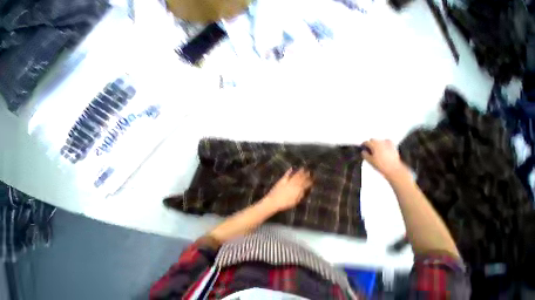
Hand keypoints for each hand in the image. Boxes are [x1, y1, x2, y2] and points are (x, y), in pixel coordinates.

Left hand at [262, 168, 312, 212]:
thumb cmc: (285, 204)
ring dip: (300, 171)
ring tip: (303, 168)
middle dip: (306, 174)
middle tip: (310, 171)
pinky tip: (292, 168)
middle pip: (301, 178)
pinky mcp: (282, 179)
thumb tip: (305, 189)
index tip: (313, 178)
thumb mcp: (295, 201)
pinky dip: (290, 171)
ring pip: (295, 175)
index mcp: (298, 189)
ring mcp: (288, 181)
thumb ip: (301, 195)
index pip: (306, 184)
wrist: (273, 201)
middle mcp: (294, 183)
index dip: (310, 181)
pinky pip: (287, 174)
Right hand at [362, 139, 409, 179]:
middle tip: (368, 149)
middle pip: (373, 140)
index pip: (366, 142)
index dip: (363, 145)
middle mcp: (381, 143)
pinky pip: (388, 141)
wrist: (393, 169)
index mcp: (374, 145)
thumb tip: (363, 152)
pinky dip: (384, 143)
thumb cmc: (382, 165)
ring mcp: (388, 144)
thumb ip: (364, 154)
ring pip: (380, 140)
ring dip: (376, 143)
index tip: (362, 147)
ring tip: (375, 149)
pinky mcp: (393, 147)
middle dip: (370, 143)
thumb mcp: (369, 160)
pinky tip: (383, 147)